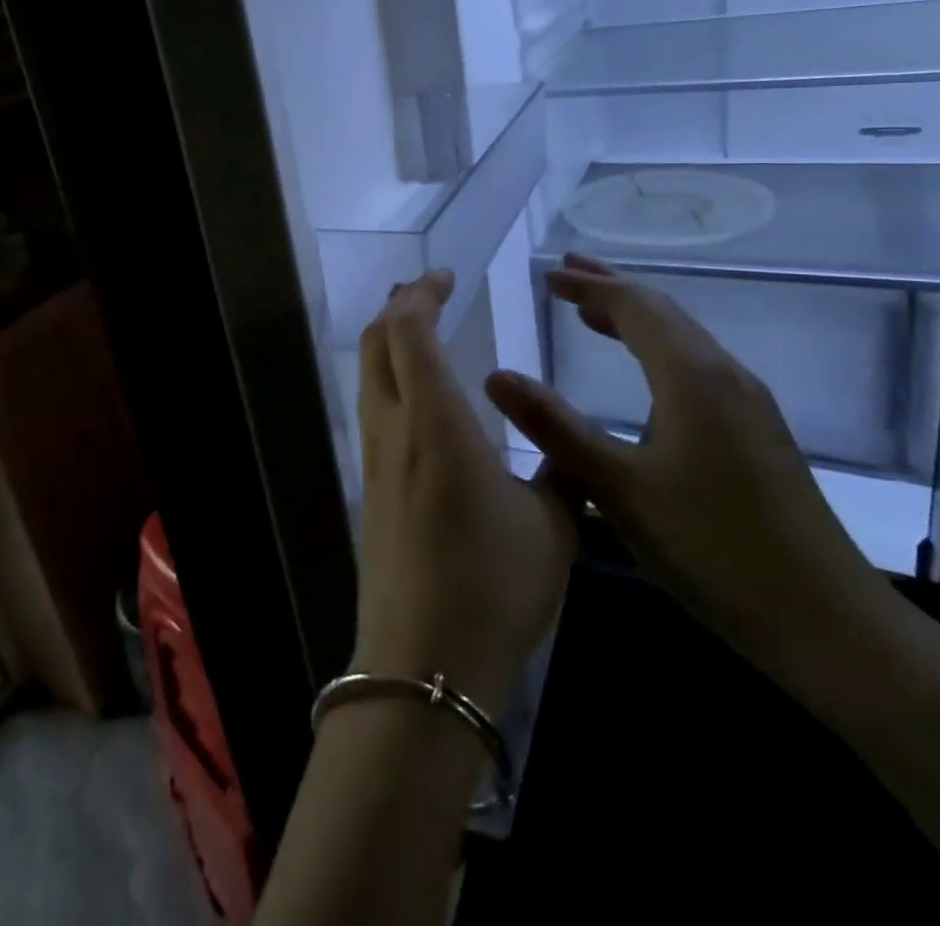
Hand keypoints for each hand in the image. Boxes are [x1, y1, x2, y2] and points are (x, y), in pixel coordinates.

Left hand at [353, 270, 576, 712]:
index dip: (422, 293)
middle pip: (378, 343)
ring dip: (390, 342)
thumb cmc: (494, 585)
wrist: (424, 661)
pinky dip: (390, 379)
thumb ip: (562, 473)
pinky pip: (373, 410)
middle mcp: (394, 428)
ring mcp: (374, 459)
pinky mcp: (370, 489)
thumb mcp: (553, 526)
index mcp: (436, 421)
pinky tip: (418, 399)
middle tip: (428, 290)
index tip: (446, 276)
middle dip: (398, 306)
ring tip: (420, 329)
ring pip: (370, 376)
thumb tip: (570, 452)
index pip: (410, 330)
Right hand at [484, 255, 889, 667]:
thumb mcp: (618, 488)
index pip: (635, 307)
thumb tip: (496, 375)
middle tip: (566, 274)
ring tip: (592, 312)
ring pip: (683, 339)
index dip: (589, 287)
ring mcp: (748, 404)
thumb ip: (555, 427)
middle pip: (663, 312)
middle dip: (611, 289)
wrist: (829, 623)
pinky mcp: (757, 432)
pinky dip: (657, 349)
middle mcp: (725, 375)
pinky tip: (644, 375)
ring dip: (635, 317)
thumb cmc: (713, 548)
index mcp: (692, 377)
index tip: (547, 275)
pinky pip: (697, 366)